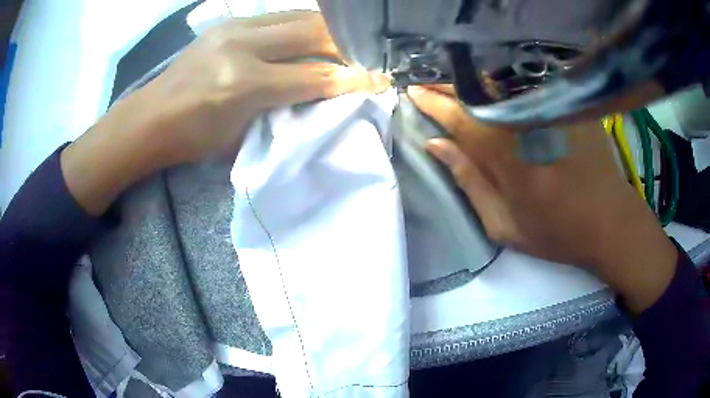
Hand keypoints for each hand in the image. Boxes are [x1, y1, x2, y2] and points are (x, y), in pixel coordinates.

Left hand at [128, 10, 389, 164]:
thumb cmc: (194, 138)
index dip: (351, 79)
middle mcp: (241, 46)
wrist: (152, 117)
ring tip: (343, 42)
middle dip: (345, 43)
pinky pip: (278, 16)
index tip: (379, 79)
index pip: (313, 75)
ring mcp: (234, 27)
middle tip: (365, 54)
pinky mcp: (229, 22)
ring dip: (326, 29)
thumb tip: (324, 92)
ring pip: (298, 16)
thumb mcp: (242, 134)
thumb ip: (285, 109)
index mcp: (243, 84)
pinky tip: (310, 34)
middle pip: (311, 32)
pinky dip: (301, 24)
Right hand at [408, 86, 677, 313]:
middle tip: (428, 88)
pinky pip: (526, 88)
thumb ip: (468, 181)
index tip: (413, 94)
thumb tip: (436, 144)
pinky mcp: (566, 105)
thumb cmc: (556, 232)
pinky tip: (493, 93)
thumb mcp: (503, 224)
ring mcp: (549, 109)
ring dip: (472, 86)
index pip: (458, 116)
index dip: (432, 103)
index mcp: (506, 154)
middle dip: (447, 88)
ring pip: (499, 86)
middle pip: (477, 92)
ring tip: (454, 90)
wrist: (610, 221)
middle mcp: (525, 121)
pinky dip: (502, 88)